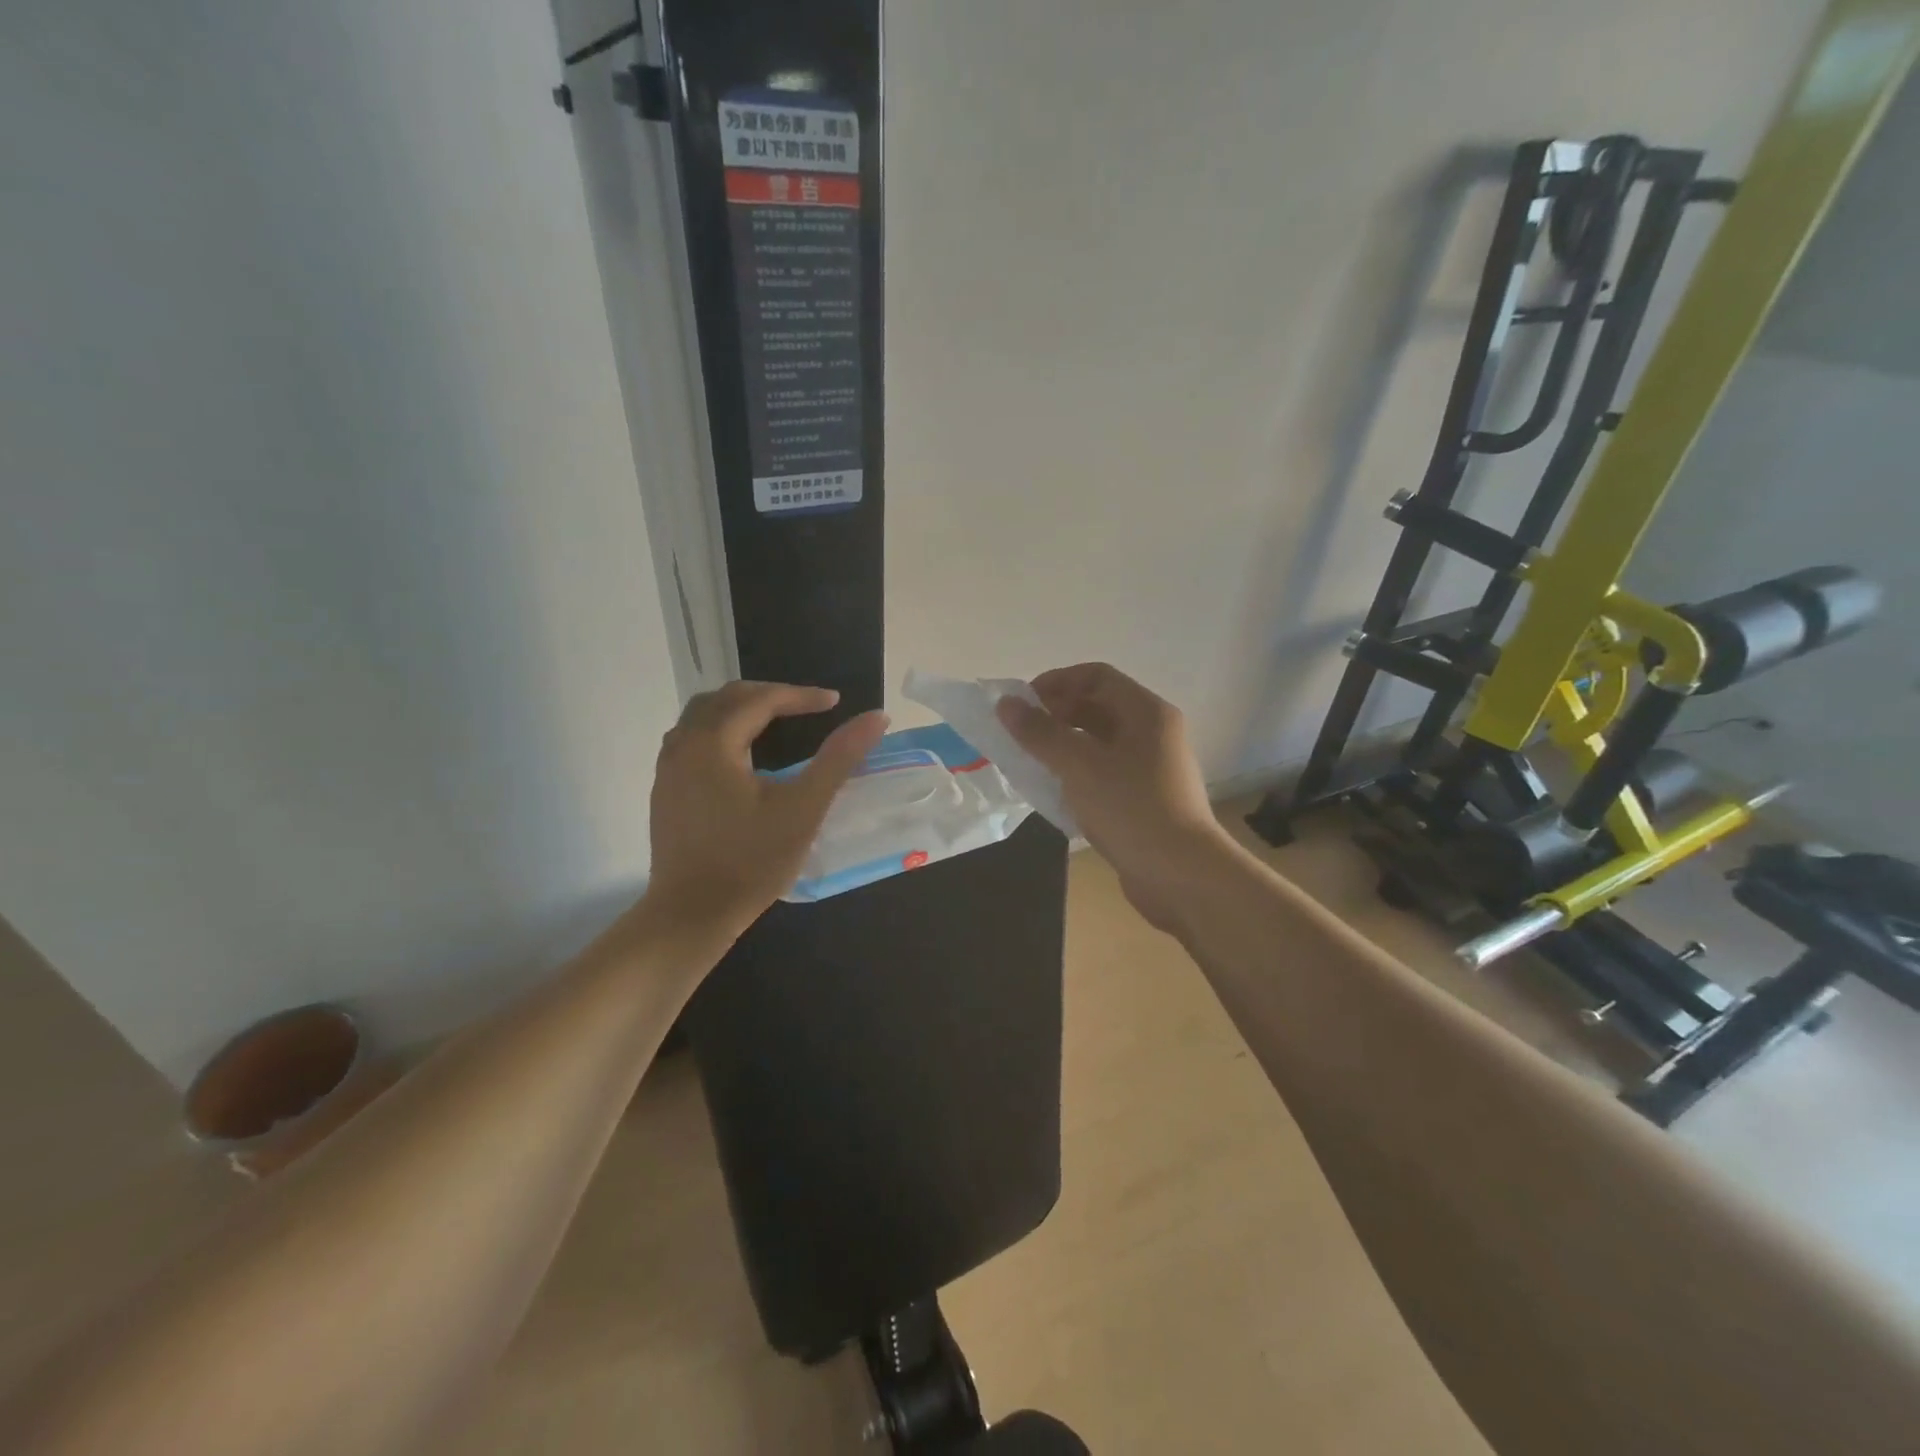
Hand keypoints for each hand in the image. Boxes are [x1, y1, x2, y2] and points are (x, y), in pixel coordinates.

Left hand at [646, 682, 887, 941]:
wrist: (691, 914)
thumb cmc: (751, 861)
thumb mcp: (804, 808)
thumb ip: (839, 757)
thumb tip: (876, 717)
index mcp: (712, 743)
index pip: (760, 699)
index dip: (800, 696)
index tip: (835, 702)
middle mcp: (682, 745)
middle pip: (726, 698)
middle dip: (769, 694)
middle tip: (806, 706)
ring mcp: (668, 769)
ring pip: (702, 716)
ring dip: (741, 709)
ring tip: (775, 720)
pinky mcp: (665, 791)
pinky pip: (691, 739)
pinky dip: (721, 729)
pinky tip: (740, 754)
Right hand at [996, 663, 1234, 932]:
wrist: (1181, 875)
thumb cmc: (1131, 808)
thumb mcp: (1079, 766)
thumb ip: (1040, 733)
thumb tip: (1005, 704)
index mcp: (1146, 712)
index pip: (1096, 676)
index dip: (1056, 682)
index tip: (1022, 703)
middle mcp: (1153, 733)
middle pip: (1098, 708)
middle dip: (1056, 715)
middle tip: (1020, 733)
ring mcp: (1151, 768)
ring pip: (1099, 743)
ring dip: (1063, 746)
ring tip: (1029, 761)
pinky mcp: (1145, 800)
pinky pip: (1104, 773)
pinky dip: (1077, 774)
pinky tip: (1053, 791)